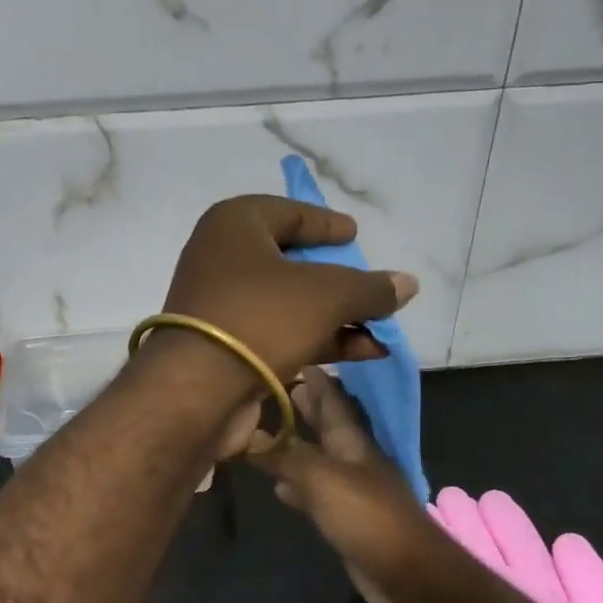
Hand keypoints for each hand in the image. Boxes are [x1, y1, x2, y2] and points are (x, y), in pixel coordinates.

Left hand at [161, 197, 417, 381]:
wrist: (195, 390)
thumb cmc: (260, 318)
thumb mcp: (325, 296)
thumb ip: (369, 288)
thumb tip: (407, 283)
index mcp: (234, 224)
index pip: (289, 212)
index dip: (326, 224)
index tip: (354, 234)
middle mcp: (222, 257)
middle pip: (291, 260)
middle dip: (338, 278)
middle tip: (369, 284)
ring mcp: (220, 304)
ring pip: (288, 302)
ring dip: (337, 315)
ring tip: (382, 328)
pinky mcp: (225, 345)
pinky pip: (278, 332)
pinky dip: (318, 338)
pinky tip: (362, 351)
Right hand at [248, 366, 445, 602]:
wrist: (408, 577)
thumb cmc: (367, 517)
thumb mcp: (321, 479)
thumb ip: (284, 455)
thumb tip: (247, 432)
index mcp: (352, 443)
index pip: (333, 402)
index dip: (318, 381)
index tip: (299, 359)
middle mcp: (353, 461)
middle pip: (327, 427)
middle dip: (309, 408)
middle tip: (285, 388)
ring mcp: (352, 492)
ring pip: (319, 459)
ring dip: (299, 445)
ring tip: (273, 431)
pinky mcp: (346, 521)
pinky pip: (315, 493)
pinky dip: (297, 485)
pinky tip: (279, 489)